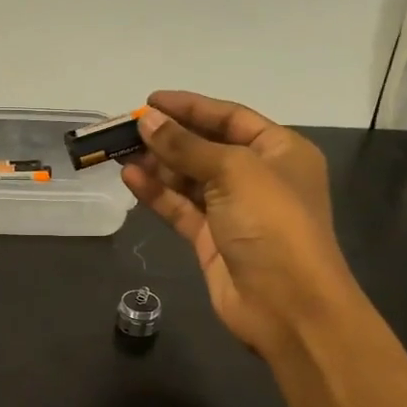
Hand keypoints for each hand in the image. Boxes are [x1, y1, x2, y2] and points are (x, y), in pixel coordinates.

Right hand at [120, 91, 354, 359]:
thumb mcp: (233, 172)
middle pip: (206, 147)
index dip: (190, 107)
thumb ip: (186, 147)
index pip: (230, 117)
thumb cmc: (272, 224)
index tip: (150, 102)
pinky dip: (157, 194)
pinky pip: (181, 208)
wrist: (288, 305)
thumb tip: (147, 121)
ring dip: (157, 164)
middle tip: (126, 129)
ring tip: (119, 151)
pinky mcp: (211, 240)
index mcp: (280, 151)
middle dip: (168, 137)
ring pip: (189, 179)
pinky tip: (130, 178)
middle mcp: (258, 177)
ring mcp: (233, 210)